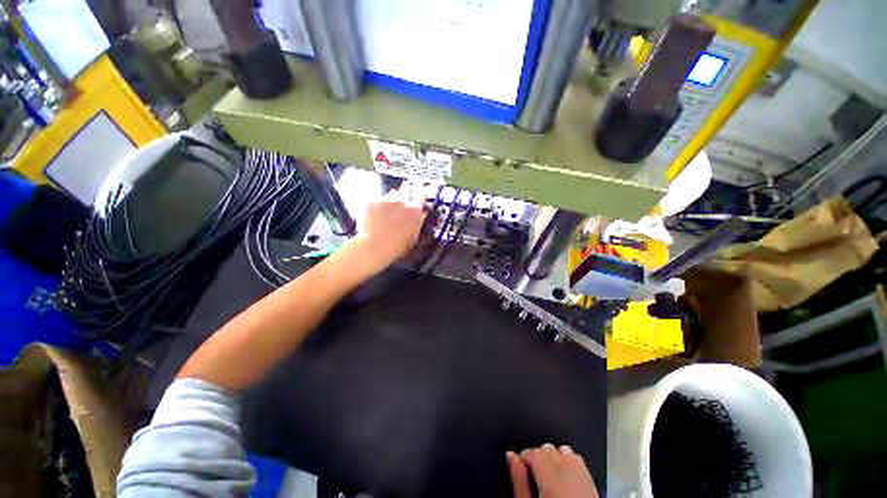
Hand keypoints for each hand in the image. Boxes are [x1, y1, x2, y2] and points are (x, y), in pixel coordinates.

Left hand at [346, 186, 425, 275]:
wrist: (372, 247)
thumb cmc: (395, 247)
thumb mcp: (413, 238)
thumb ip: (418, 224)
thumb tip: (421, 216)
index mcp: (414, 211)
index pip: (422, 196)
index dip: (421, 196)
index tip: (421, 195)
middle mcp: (401, 202)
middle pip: (406, 190)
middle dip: (407, 193)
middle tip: (404, 200)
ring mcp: (385, 200)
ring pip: (392, 193)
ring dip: (393, 198)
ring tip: (389, 210)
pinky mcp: (372, 201)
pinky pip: (377, 198)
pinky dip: (378, 204)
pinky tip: (376, 214)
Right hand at [507, 444, 598, 497]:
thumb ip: (519, 480)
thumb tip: (510, 456)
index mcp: (551, 480)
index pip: (533, 451)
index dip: (523, 458)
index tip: (520, 469)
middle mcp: (569, 474)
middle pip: (547, 448)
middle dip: (537, 457)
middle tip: (532, 476)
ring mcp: (583, 476)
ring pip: (563, 450)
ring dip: (553, 458)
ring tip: (547, 477)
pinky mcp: (592, 480)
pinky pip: (577, 459)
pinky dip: (568, 462)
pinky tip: (563, 478)